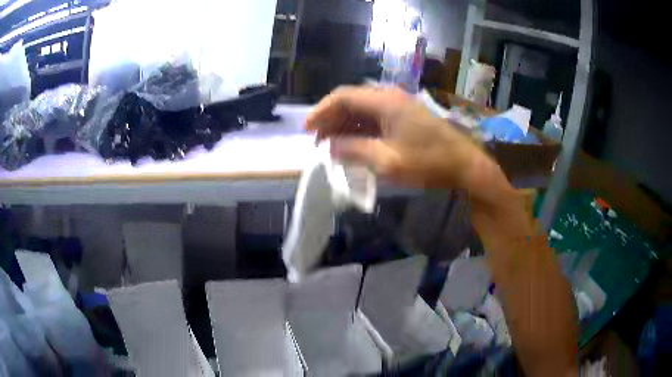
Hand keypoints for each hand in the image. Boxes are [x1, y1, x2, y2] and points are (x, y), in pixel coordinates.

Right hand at [305, 85, 511, 207]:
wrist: (465, 165)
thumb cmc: (429, 163)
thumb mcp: (387, 161)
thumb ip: (354, 150)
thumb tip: (329, 147)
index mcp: (384, 102)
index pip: (342, 97)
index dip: (321, 111)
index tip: (307, 130)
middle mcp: (390, 96)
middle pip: (350, 100)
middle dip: (331, 119)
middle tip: (318, 142)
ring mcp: (399, 105)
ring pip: (362, 108)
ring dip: (345, 124)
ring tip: (333, 145)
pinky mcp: (406, 115)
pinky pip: (375, 116)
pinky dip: (360, 128)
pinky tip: (355, 143)